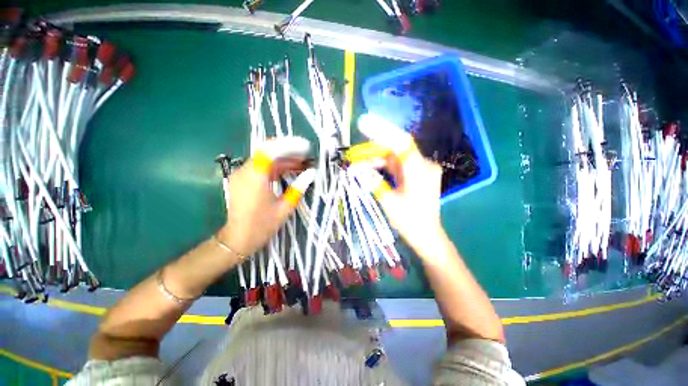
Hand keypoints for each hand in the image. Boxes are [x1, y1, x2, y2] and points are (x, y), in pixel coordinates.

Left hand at [217, 137, 310, 256]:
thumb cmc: (262, 226)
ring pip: (265, 159)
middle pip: (268, 152)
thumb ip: (298, 188)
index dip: (289, 145)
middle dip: (289, 151)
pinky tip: (288, 170)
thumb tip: (311, 173)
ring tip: (301, 163)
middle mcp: (245, 171)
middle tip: (306, 156)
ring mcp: (242, 174)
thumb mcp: (285, 208)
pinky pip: (261, 167)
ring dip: (284, 159)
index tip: (306, 148)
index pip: (270, 150)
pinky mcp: (242, 179)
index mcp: (255, 178)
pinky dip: (275, 167)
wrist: (238, 239)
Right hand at [356, 114, 444, 253]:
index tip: (363, 123)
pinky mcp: (416, 175)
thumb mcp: (388, 201)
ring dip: (376, 159)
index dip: (382, 130)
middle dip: (373, 150)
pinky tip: (370, 169)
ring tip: (358, 164)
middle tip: (354, 153)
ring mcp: (420, 169)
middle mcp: (422, 165)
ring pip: (394, 157)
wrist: (427, 235)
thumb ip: (373, 181)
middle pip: (395, 149)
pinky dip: (384, 166)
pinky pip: (397, 165)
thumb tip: (356, 168)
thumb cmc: (410, 221)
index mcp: (419, 170)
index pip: (400, 142)